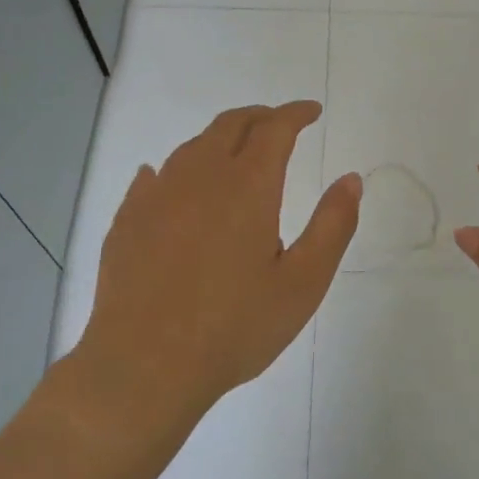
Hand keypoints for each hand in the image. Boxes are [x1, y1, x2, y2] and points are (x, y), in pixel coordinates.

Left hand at [61, 102, 361, 435]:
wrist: (144, 366)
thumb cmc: (234, 327)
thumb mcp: (303, 283)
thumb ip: (333, 225)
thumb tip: (351, 179)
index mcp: (247, 186)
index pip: (275, 128)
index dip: (296, 114)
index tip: (312, 111)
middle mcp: (199, 177)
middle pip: (230, 125)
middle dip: (260, 117)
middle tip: (280, 123)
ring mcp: (156, 196)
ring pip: (192, 147)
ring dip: (220, 140)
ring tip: (236, 153)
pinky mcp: (127, 220)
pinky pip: (154, 177)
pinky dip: (177, 169)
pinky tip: (173, 182)